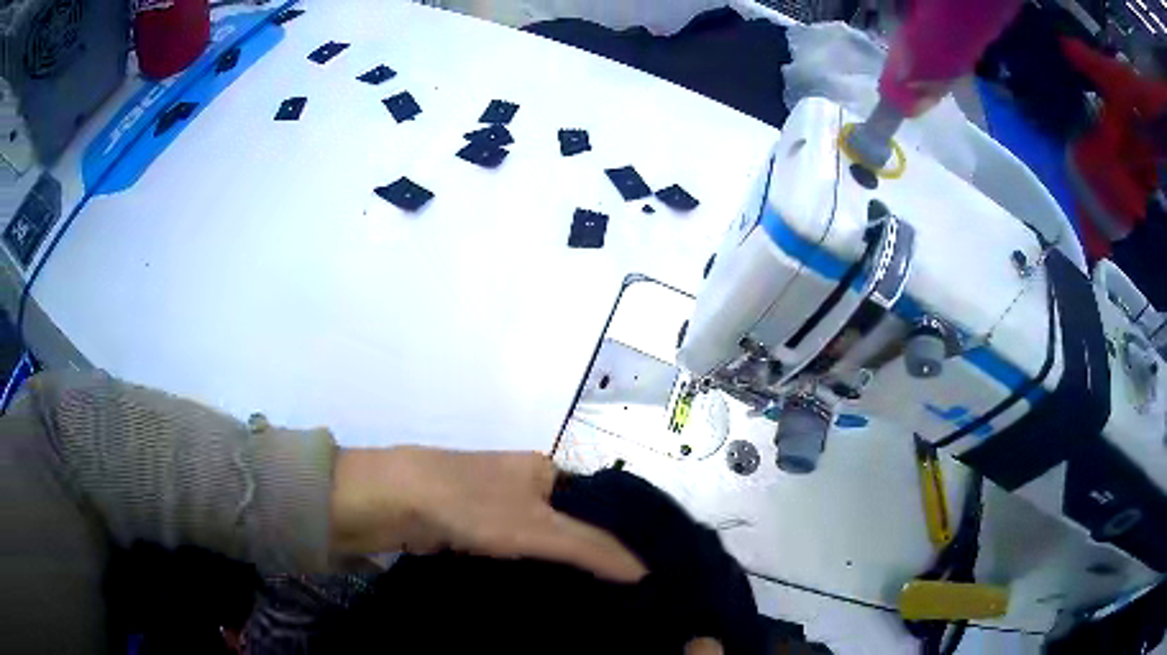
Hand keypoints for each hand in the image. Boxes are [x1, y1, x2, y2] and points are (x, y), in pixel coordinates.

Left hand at [329, 446, 646, 581]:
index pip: (596, 506)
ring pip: (538, 542)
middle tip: (615, 595)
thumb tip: (644, 571)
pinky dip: (526, 571)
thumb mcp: (539, 528)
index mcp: (545, 470)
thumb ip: (592, 549)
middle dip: (587, 558)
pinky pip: (511, 553)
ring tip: (587, 603)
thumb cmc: (474, 504)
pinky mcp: (472, 528)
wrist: (396, 500)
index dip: (617, 537)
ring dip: (555, 567)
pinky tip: (543, 596)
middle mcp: (523, 484)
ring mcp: (495, 507)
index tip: (637, 575)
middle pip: (567, 526)